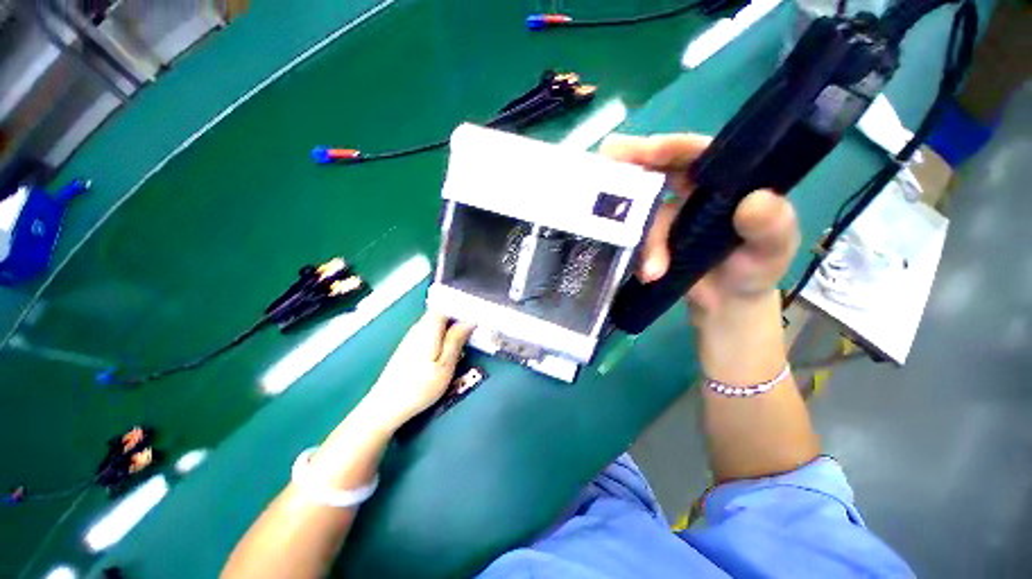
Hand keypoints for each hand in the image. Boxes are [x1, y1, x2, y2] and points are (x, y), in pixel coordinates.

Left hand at [363, 312, 474, 429]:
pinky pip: (430, 333)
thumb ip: (456, 339)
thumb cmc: (419, 387)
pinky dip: (442, 336)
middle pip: (441, 313)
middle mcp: (418, 328)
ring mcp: (412, 338)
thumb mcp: (445, 364)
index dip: (462, 307)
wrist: (386, 407)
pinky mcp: (409, 348)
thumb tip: (469, 321)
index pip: (446, 305)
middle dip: (459, 318)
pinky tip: (447, 350)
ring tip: (464, 340)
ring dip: (451, 328)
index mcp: (428, 328)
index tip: (477, 314)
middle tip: (474, 329)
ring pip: (436, 323)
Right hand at [600, 133, 799, 326]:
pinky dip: (636, 255)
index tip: (643, 152)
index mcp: (723, 180)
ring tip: (651, 271)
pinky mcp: (652, 238)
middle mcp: (691, 192)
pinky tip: (643, 273)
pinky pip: (636, 239)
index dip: (668, 147)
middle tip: (603, 161)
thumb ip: (771, 226)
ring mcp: (668, 216)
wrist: (727, 303)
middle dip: (630, 170)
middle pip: (656, 172)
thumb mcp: (773, 249)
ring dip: (643, 241)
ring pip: (643, 216)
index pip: (695, 152)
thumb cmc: (756, 270)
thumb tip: (756, 201)